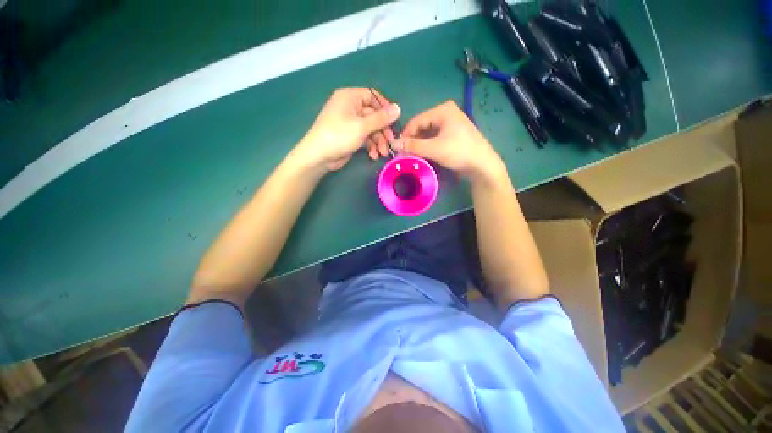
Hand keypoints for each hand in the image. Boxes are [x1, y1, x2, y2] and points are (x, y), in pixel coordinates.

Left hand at [292, 88, 399, 171]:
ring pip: (371, 129)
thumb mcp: (362, 126)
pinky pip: (365, 138)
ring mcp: (350, 123)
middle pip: (373, 115)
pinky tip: (373, 155)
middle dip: (383, 130)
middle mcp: (350, 108)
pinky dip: (371, 146)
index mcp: (350, 97)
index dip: (385, 107)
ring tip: (383, 153)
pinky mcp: (351, 136)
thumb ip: (381, 118)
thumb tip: (398, 108)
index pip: (372, 96)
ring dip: (378, 141)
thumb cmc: (339, 136)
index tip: (394, 120)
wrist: (319, 156)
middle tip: (391, 142)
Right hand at [397, 101, 506, 182]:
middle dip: (413, 140)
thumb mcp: (434, 149)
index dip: (405, 135)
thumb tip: (393, 144)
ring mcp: (451, 123)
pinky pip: (435, 137)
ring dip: (419, 144)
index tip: (397, 148)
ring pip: (428, 133)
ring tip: (412, 155)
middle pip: (422, 126)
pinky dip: (428, 145)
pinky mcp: (453, 134)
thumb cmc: (459, 152)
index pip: (417, 120)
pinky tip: (423, 154)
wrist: (483, 164)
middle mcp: (446, 113)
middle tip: (404, 153)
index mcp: (443, 110)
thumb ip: (413, 146)